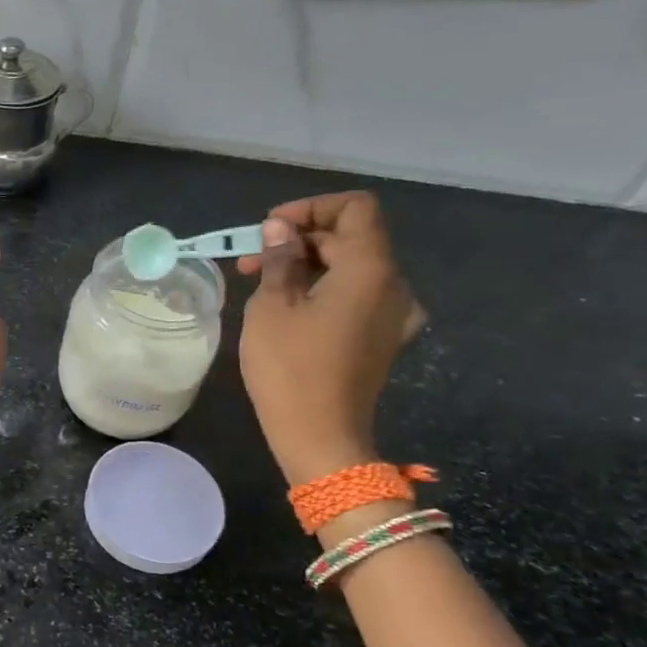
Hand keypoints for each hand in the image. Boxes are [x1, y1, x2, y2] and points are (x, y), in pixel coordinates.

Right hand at [235, 191, 424, 485]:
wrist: (321, 439)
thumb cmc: (290, 368)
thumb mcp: (272, 306)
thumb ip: (281, 258)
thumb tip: (282, 229)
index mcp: (371, 270)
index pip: (355, 208)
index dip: (312, 208)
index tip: (271, 229)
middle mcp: (395, 286)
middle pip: (352, 238)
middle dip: (300, 239)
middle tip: (251, 261)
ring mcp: (395, 315)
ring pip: (353, 267)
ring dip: (309, 265)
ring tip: (262, 283)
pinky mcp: (384, 339)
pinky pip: (358, 296)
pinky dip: (326, 289)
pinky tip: (291, 308)